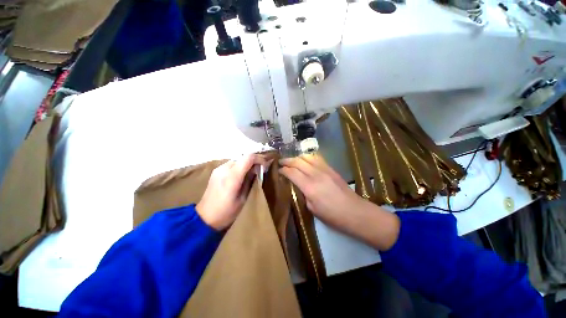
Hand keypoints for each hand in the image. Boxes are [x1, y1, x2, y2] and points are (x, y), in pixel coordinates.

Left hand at [196, 154, 267, 230]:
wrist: (204, 218)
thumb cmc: (227, 212)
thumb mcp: (243, 198)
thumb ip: (250, 180)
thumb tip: (258, 169)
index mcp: (232, 176)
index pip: (248, 158)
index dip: (259, 158)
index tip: (265, 165)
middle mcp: (224, 169)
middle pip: (243, 157)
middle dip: (254, 161)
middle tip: (261, 169)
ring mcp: (218, 169)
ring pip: (237, 159)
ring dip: (246, 163)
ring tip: (252, 171)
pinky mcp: (216, 171)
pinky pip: (231, 164)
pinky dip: (239, 166)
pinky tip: (242, 174)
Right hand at [279, 154, 366, 227]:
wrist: (354, 211)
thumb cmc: (332, 215)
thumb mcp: (312, 208)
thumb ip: (303, 194)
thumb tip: (298, 185)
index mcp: (309, 187)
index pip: (292, 172)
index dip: (283, 170)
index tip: (278, 170)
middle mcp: (316, 174)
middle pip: (298, 161)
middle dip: (287, 160)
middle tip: (281, 162)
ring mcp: (325, 169)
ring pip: (307, 157)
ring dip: (297, 157)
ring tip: (292, 160)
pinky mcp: (331, 169)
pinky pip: (317, 158)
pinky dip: (308, 157)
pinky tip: (305, 161)